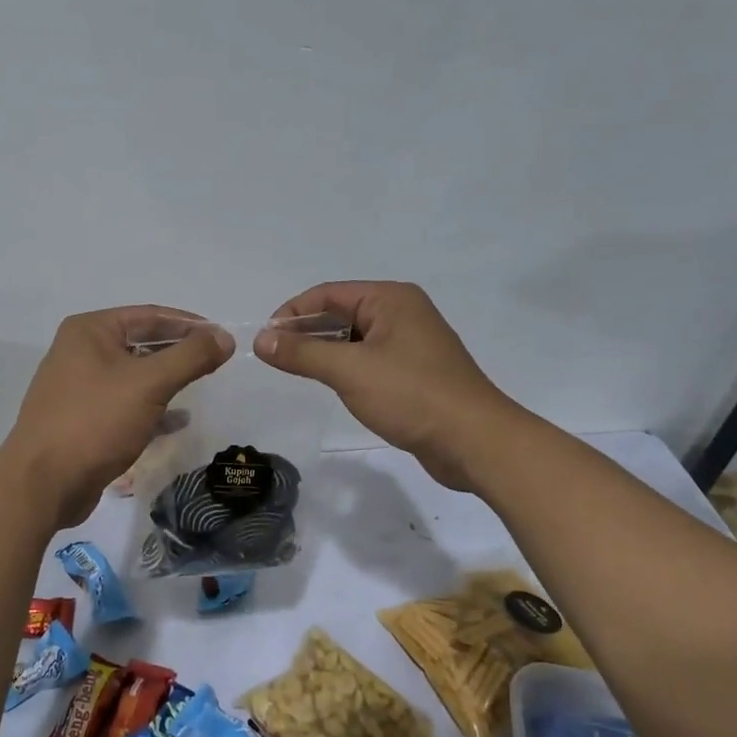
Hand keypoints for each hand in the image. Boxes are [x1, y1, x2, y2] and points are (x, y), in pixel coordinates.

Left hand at [0, 307, 231, 532]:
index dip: (189, 323)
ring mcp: (79, 387)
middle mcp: (80, 351)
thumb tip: (224, 336)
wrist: (42, 483)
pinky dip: (151, 408)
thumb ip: (190, 357)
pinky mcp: (83, 419)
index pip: (150, 315)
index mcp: (90, 331)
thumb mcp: (149, 384)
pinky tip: (179, 421)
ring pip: (134, 375)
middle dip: (178, 351)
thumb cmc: (95, 421)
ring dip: (167, 380)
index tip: (222, 335)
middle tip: (216, 360)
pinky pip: (125, 404)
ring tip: (202, 385)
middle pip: (141, 342)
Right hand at [257, 281, 515, 492]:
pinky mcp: (415, 373)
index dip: (292, 313)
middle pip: (341, 313)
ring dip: (324, 351)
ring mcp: (411, 344)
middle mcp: (402, 313)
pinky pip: (369, 360)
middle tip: (274, 357)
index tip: (265, 339)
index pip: (328, 294)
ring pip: (354, 339)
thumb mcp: (349, 370)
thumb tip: (260, 339)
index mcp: (390, 299)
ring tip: (294, 370)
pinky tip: (329, 384)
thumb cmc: (412, 395)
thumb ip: (302, 352)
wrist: (476, 443)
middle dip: (306, 332)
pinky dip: (345, 367)